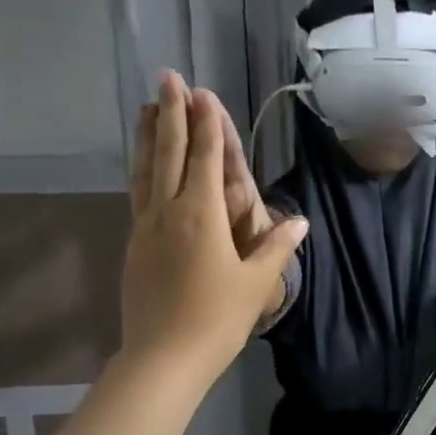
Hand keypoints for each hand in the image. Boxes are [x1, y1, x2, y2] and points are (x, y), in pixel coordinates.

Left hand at [122, 73, 306, 383]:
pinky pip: (137, 193)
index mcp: (201, 215)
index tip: (203, 92)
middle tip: (168, 77)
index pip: (205, 158)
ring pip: (145, 169)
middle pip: (169, 152)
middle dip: (172, 113)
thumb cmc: (217, 319)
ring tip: (148, 106)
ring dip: (149, 135)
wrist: (164, 356)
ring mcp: (145, 226)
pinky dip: (141, 168)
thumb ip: (277, 247)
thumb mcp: (257, 283)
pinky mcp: (134, 244)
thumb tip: (301, 221)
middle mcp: (168, 211)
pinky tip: (143, 164)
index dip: (205, 124)